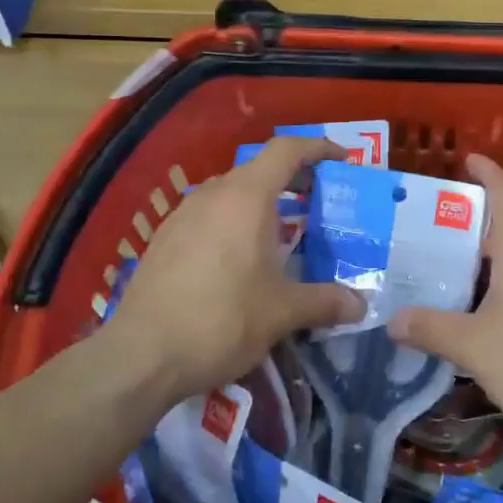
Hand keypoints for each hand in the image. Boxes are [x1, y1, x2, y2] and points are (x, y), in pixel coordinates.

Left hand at [101, 135, 364, 404]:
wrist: (142, 354)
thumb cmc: (221, 321)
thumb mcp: (282, 313)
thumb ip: (325, 302)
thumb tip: (360, 306)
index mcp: (246, 197)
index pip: (286, 150)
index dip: (318, 148)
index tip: (342, 160)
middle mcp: (213, 195)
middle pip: (259, 170)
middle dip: (293, 179)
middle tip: (319, 203)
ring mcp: (183, 215)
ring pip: (231, 193)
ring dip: (260, 203)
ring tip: (282, 235)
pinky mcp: (164, 239)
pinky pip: (209, 216)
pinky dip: (233, 223)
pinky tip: (239, 261)